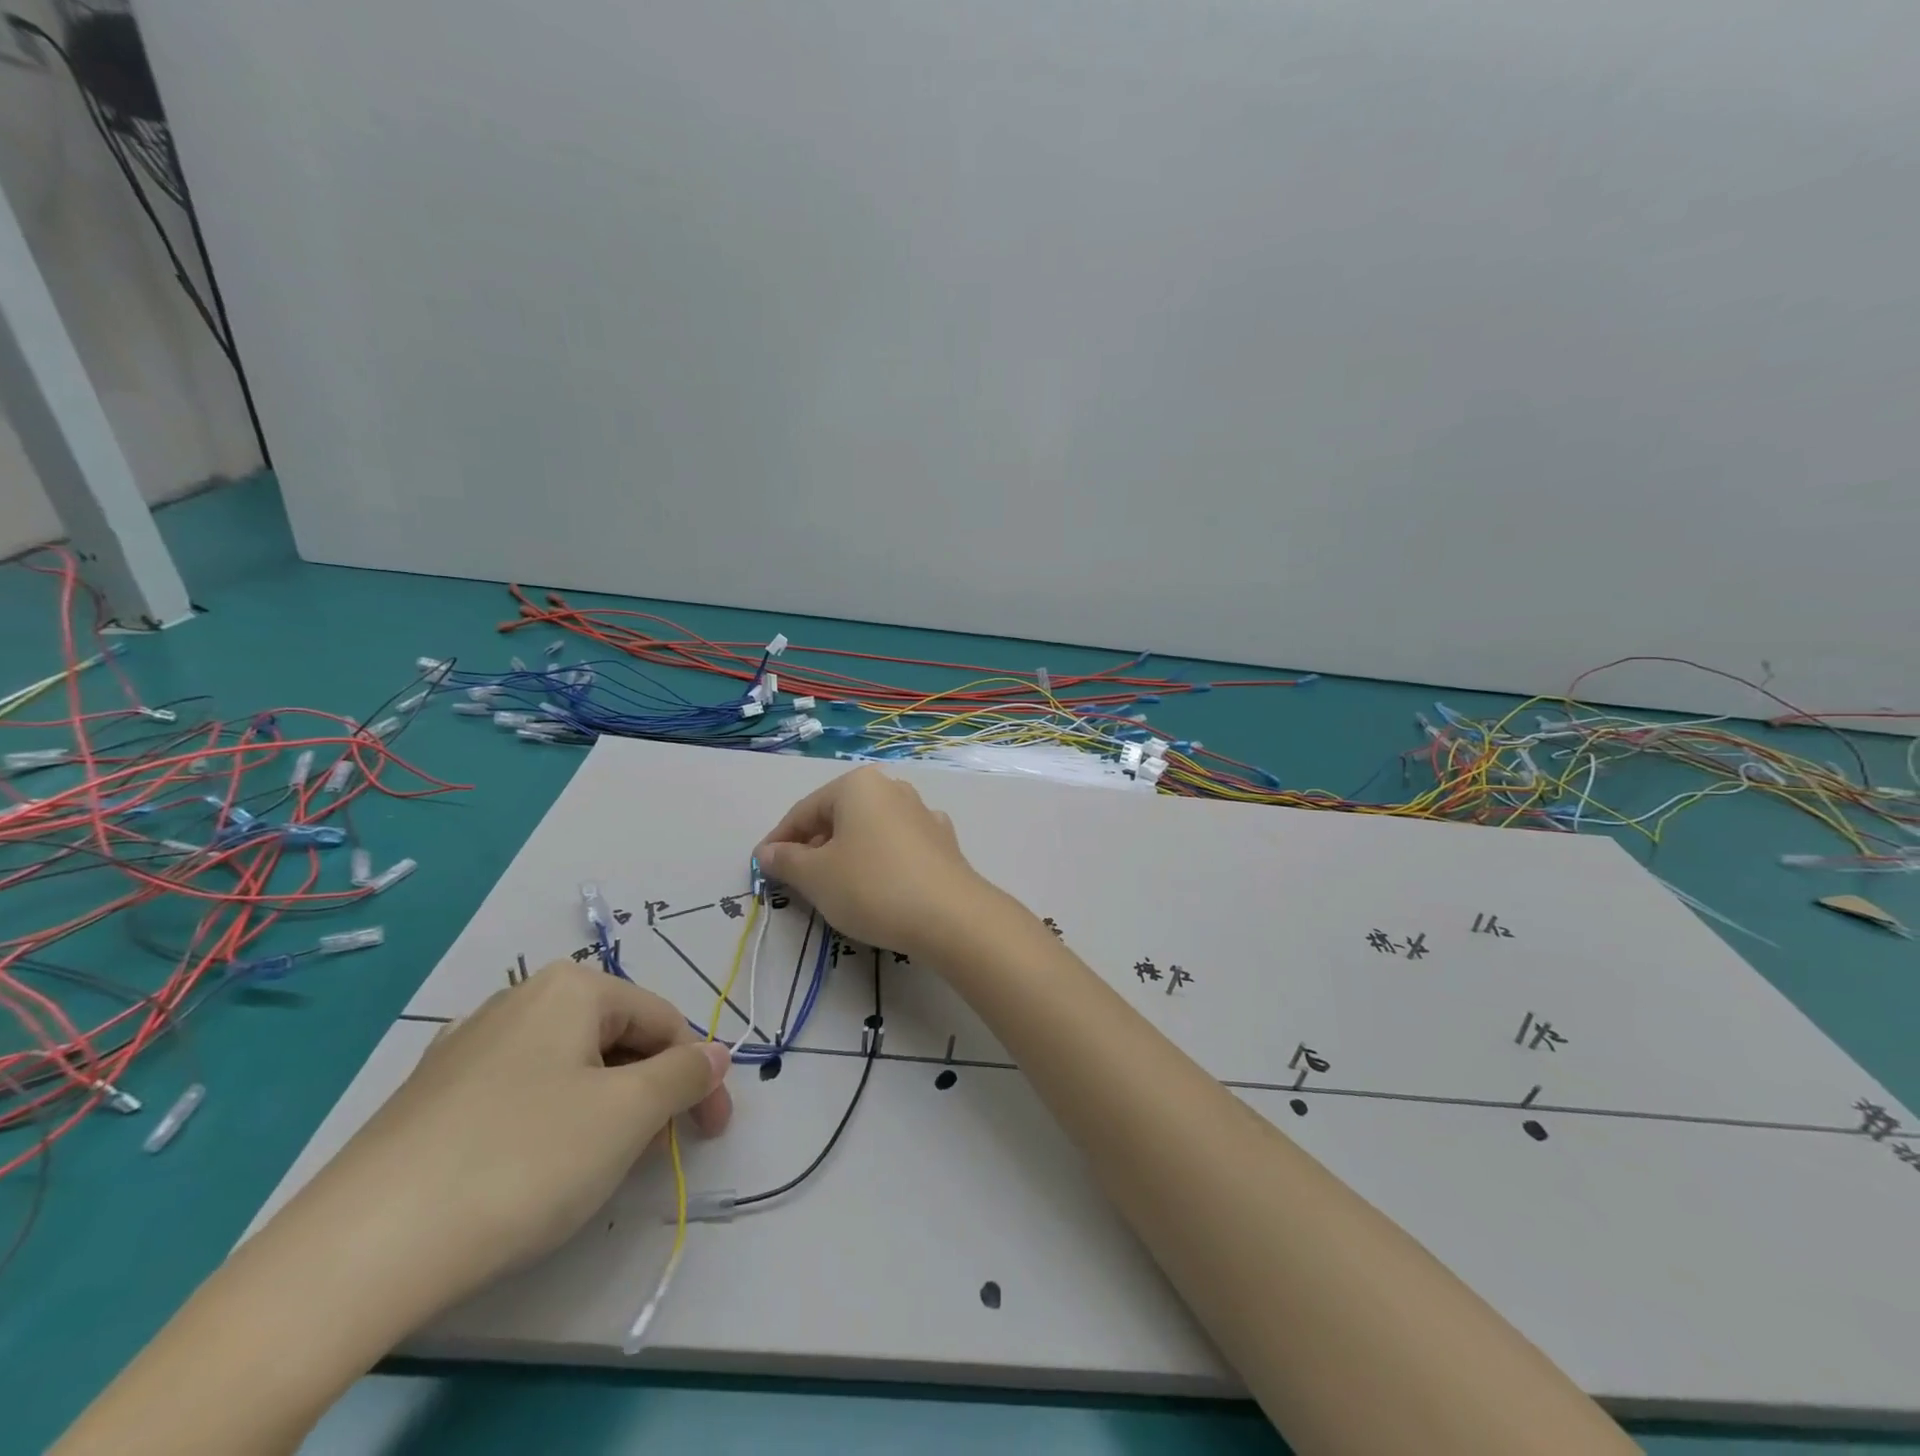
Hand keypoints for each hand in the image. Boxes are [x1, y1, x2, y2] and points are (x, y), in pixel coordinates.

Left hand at [294, 961, 732, 1317]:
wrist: (358, 1250)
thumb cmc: (522, 1160)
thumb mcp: (628, 1115)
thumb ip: (686, 1076)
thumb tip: (717, 1054)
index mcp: (571, 988)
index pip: (664, 1020)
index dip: (699, 1074)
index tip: (712, 1132)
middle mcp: (519, 999)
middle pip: (615, 1038)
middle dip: (649, 1091)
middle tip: (657, 1152)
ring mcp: (466, 1046)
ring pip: (567, 1067)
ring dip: (604, 1108)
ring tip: (600, 1166)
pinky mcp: (430, 1096)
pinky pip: (519, 1092)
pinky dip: (551, 1121)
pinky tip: (535, 1169)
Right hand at [755, 765, 990, 956]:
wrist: (950, 916)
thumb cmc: (871, 886)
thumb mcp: (816, 877)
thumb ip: (786, 861)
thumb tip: (767, 852)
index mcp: (859, 785)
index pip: (805, 810)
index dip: (779, 841)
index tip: (763, 868)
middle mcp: (893, 788)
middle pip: (839, 817)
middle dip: (814, 847)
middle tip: (797, 882)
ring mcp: (923, 813)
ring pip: (869, 831)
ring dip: (846, 855)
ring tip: (834, 888)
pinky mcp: (943, 842)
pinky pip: (897, 847)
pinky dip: (878, 862)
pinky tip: (877, 888)